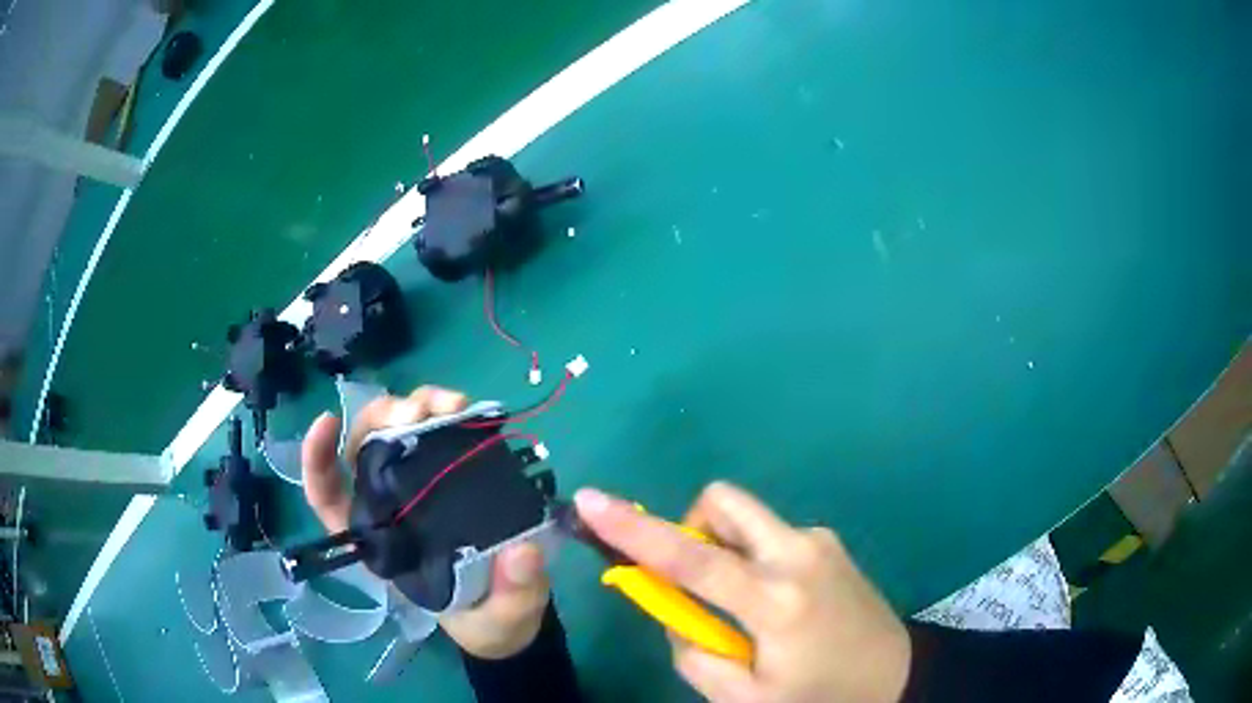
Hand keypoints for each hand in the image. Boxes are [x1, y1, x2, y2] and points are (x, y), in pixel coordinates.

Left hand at [300, 385, 551, 659]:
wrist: (514, 610)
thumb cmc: (492, 621)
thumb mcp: (505, 618)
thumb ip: (514, 594)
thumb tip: (524, 552)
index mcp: (385, 545)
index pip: (331, 500)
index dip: (319, 461)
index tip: (329, 422)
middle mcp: (393, 508)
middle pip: (363, 450)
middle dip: (380, 419)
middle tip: (417, 414)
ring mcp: (421, 486)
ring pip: (397, 431)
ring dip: (416, 405)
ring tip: (451, 405)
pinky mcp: (452, 472)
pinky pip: (436, 431)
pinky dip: (444, 411)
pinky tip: (465, 409)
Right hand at [574, 482, 911, 702]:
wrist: (895, 675)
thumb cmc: (819, 695)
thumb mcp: (745, 698)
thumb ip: (694, 653)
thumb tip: (671, 611)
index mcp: (776, 601)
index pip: (692, 558)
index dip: (635, 530)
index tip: (592, 501)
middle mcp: (799, 553)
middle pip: (723, 502)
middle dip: (690, 527)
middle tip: (695, 579)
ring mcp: (820, 540)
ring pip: (746, 519)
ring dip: (723, 549)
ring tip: (740, 604)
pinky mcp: (829, 541)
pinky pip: (770, 535)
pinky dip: (752, 558)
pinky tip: (774, 602)